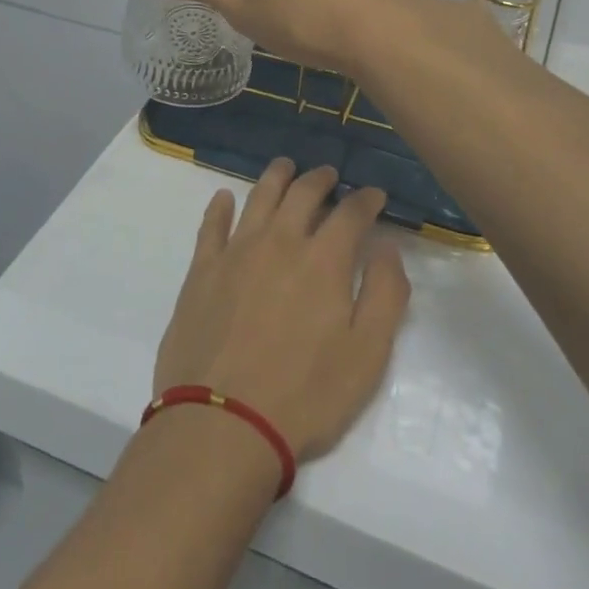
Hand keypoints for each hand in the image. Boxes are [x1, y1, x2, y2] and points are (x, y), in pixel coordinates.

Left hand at [153, 160, 409, 460]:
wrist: (222, 421)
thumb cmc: (305, 396)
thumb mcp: (367, 356)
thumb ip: (385, 294)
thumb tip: (386, 247)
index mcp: (323, 260)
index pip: (350, 213)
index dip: (366, 200)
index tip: (375, 195)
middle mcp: (280, 241)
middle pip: (302, 193)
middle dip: (320, 179)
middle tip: (329, 175)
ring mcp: (236, 251)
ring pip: (258, 197)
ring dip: (276, 177)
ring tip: (285, 167)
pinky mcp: (202, 269)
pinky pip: (211, 225)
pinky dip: (219, 206)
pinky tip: (224, 197)